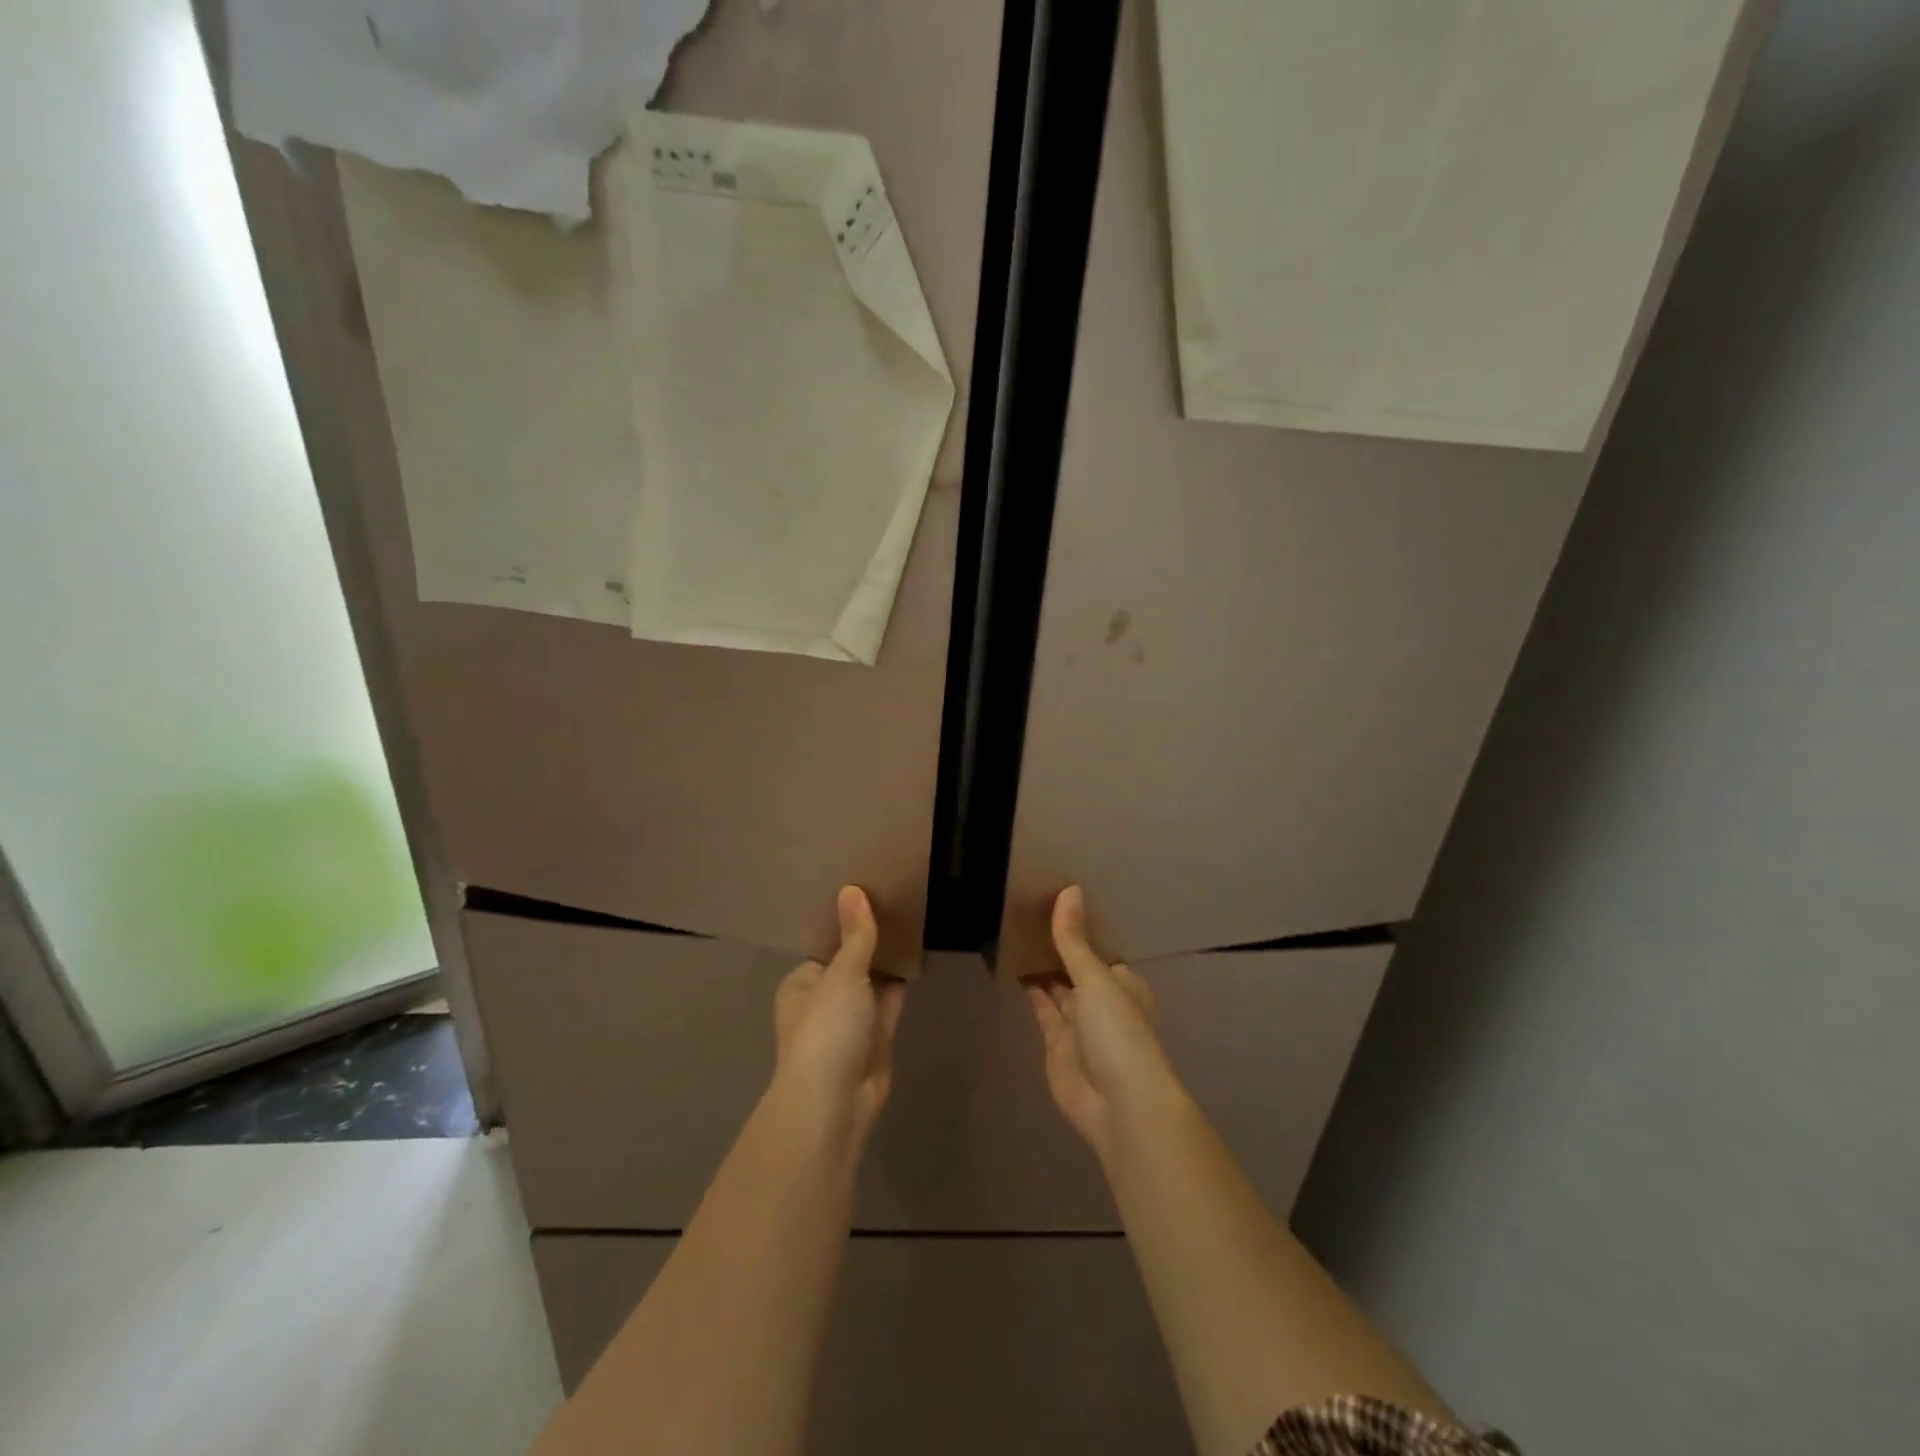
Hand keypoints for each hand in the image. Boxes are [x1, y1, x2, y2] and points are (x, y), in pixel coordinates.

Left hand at [772, 886, 906, 1144]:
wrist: (835, 1103)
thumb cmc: (827, 1030)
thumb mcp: (842, 975)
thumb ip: (855, 936)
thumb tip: (851, 889)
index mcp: (803, 982)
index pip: (828, 945)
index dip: (850, 921)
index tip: (873, 891)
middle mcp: (824, 999)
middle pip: (852, 962)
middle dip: (872, 940)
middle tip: (900, 899)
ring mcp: (851, 1021)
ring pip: (873, 982)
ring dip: (889, 960)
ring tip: (913, 918)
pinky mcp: (876, 1038)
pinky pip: (889, 1001)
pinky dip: (901, 982)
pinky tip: (917, 955)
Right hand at [1027, 886, 1183, 1160]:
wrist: (1119, 1105)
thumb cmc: (1118, 1032)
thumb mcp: (1096, 978)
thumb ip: (1074, 940)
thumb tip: (1070, 889)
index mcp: (1123, 982)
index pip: (1097, 948)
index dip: (1077, 926)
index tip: (1052, 897)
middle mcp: (1102, 1000)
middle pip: (1075, 966)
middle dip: (1055, 945)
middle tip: (1024, 908)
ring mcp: (1079, 1023)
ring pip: (1056, 986)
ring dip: (1039, 964)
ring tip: (1012, 929)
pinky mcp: (1056, 1043)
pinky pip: (1042, 1008)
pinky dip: (1030, 989)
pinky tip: (1012, 965)